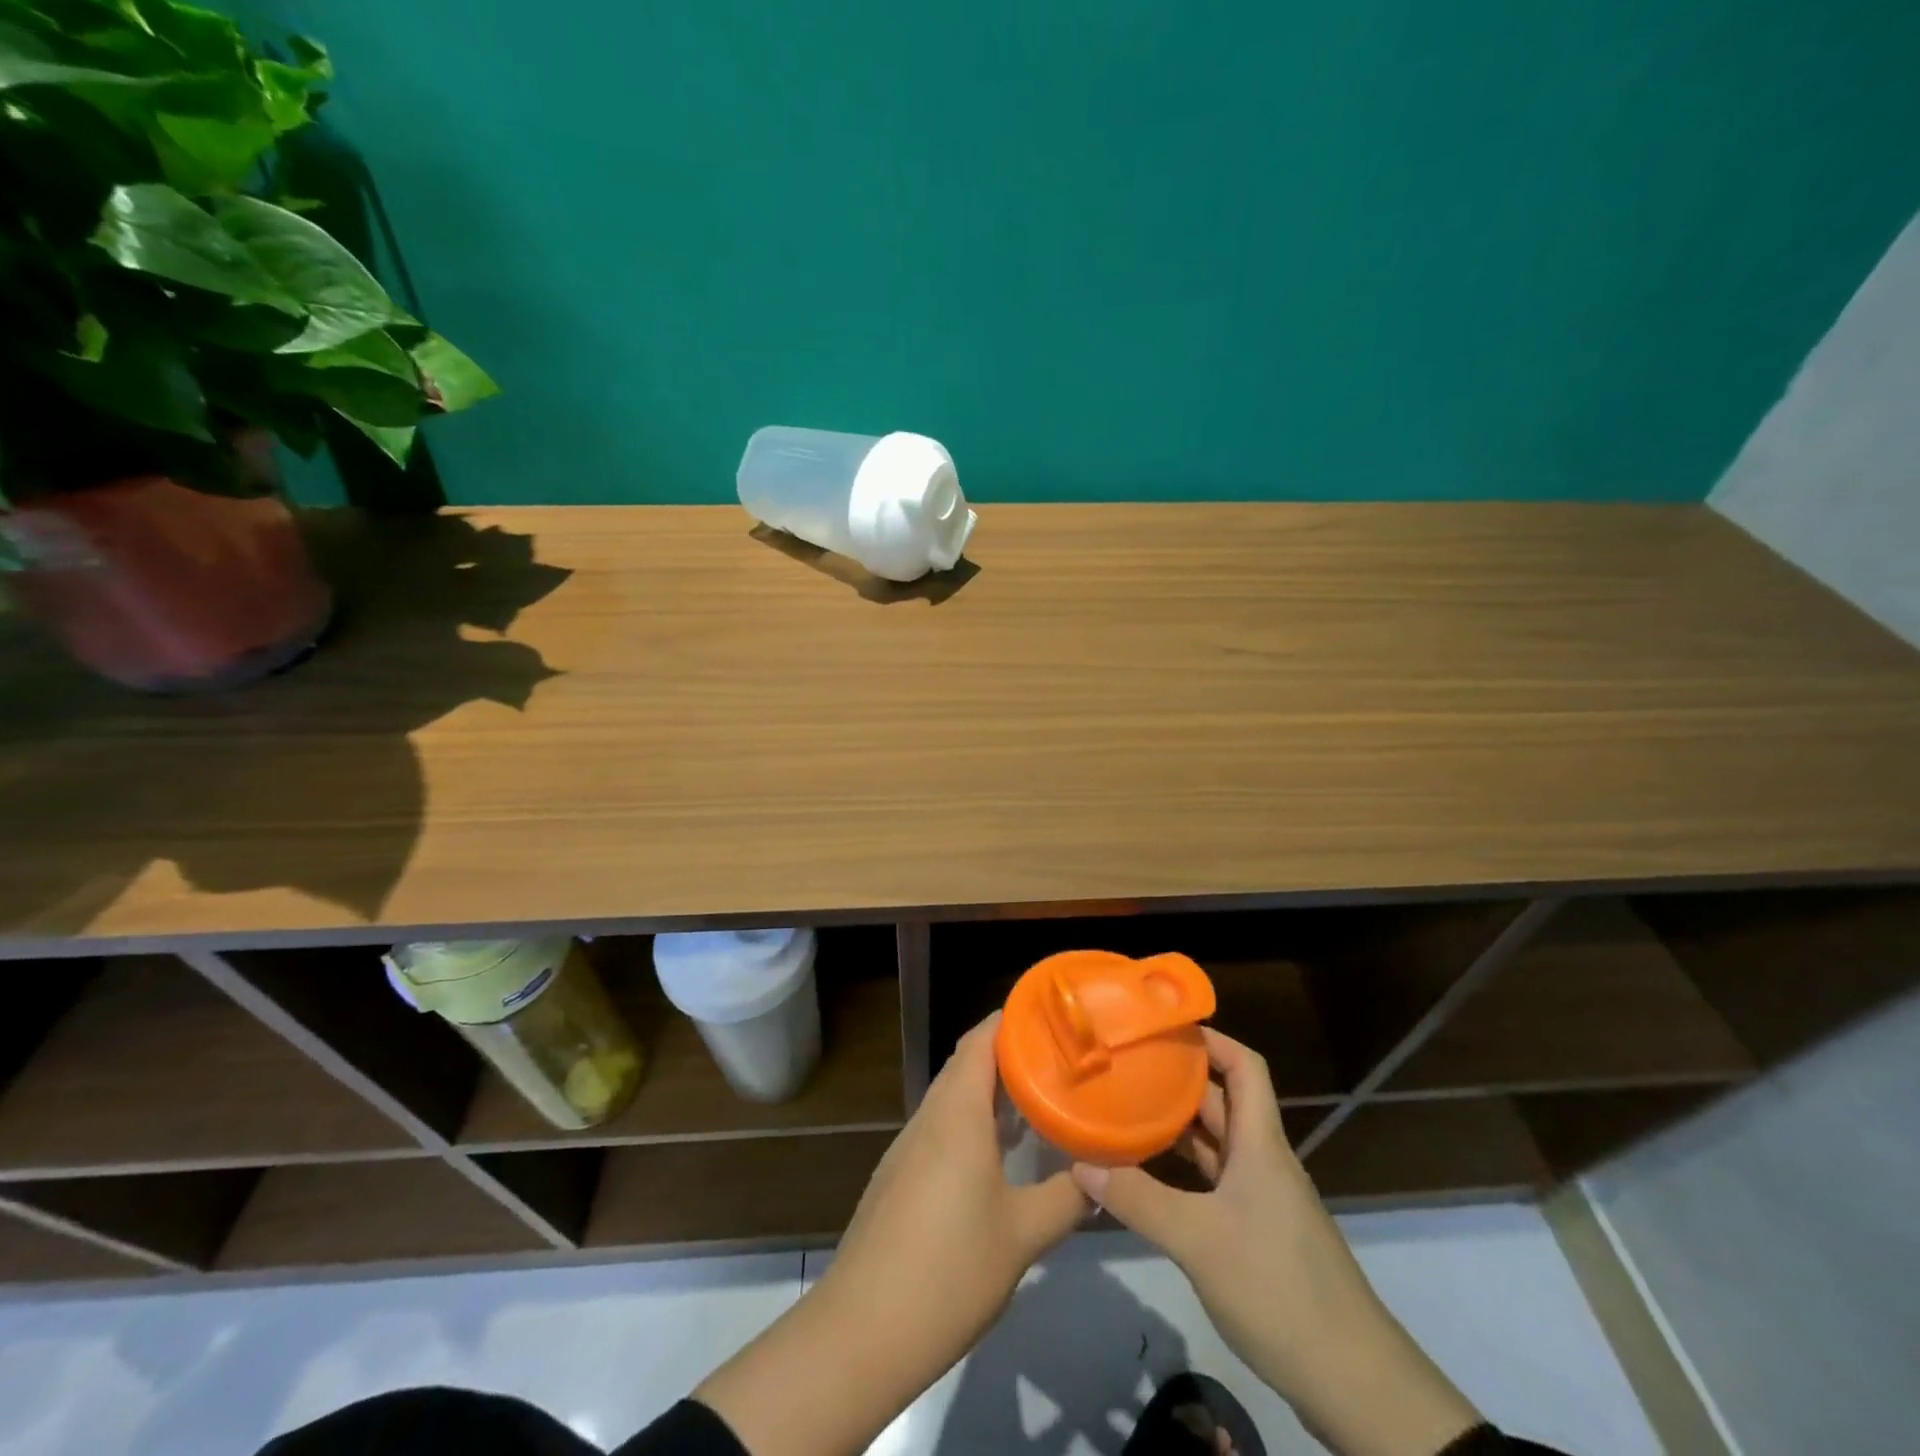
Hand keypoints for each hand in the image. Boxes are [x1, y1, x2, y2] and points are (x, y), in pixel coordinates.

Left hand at [697, 1013, 1085, 1455]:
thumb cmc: (949, 1271)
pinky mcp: (899, 1175)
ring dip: (992, 1090)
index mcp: (957, 1112)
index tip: (1053, 1016)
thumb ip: (1067, 1198)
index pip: (982, 1038)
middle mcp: (929, 1116)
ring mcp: (909, 1146)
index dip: (1014, 1019)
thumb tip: (1102, 1174)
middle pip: (967, 1062)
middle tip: (1059, 1058)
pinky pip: (942, 1127)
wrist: (861, 1332)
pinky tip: (1000, 1152)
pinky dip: (973, 1121)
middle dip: (1011, 1054)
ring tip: (1039, 1098)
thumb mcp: (1023, 1236)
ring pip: (953, 1096)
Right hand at [1071, 1030, 1480, 1455]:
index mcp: (1260, 1144)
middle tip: (1126, 1066)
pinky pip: (1214, 1181)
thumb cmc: (1278, 1288)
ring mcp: (1263, 1198)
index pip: (1244, 1066)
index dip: (1210, 1038)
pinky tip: (1148, 1176)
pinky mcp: (1258, 1233)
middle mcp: (1262, 1160)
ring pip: (1216, 1143)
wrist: (1354, 1383)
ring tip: (1125, 1110)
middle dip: (1177, 1080)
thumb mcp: (1198, 1240)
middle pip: (1221, 1101)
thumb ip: (1137, 1199)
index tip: (1163, 1028)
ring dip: (1176, 1126)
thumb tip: (1079, 1163)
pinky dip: (1182, 1170)